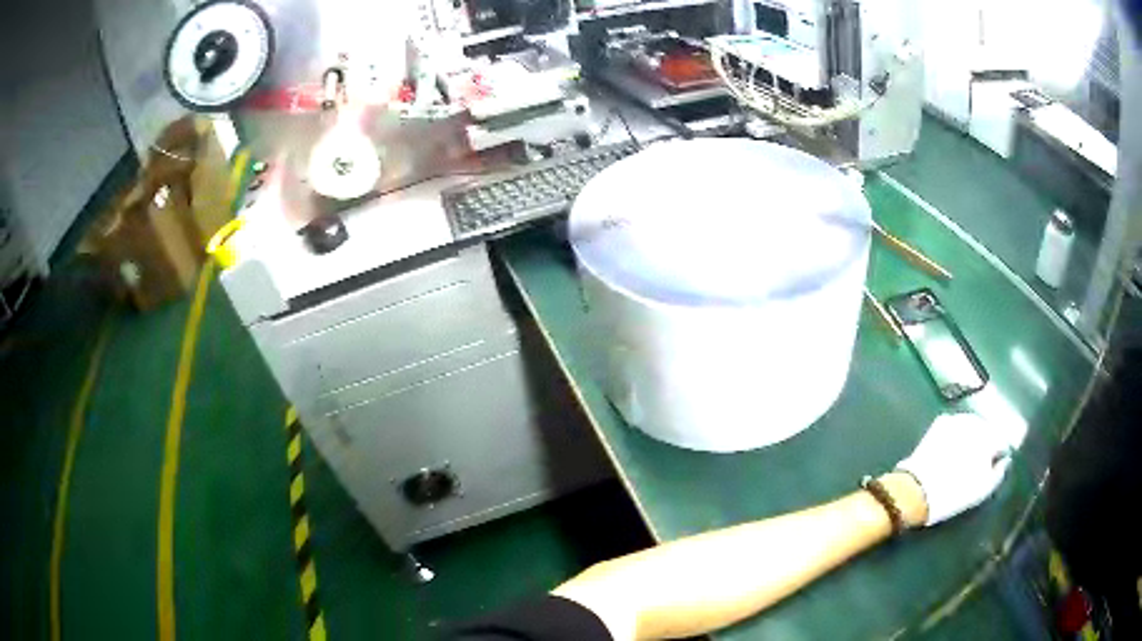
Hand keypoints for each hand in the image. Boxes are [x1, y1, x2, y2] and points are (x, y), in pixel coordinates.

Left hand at [895, 413, 1012, 525]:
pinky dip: (957, 434)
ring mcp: (958, 419)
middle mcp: (976, 422)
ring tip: (964, 455)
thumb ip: (999, 472)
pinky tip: (952, 449)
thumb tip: (1004, 460)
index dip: (999, 453)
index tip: (994, 464)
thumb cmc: (954, 493)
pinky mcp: (941, 422)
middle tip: (978, 461)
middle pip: (988, 430)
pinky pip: (956, 426)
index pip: (1002, 440)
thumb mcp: (982, 490)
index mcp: (989, 438)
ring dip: (972, 436)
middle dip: (986, 442)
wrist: (917, 490)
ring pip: (972, 425)